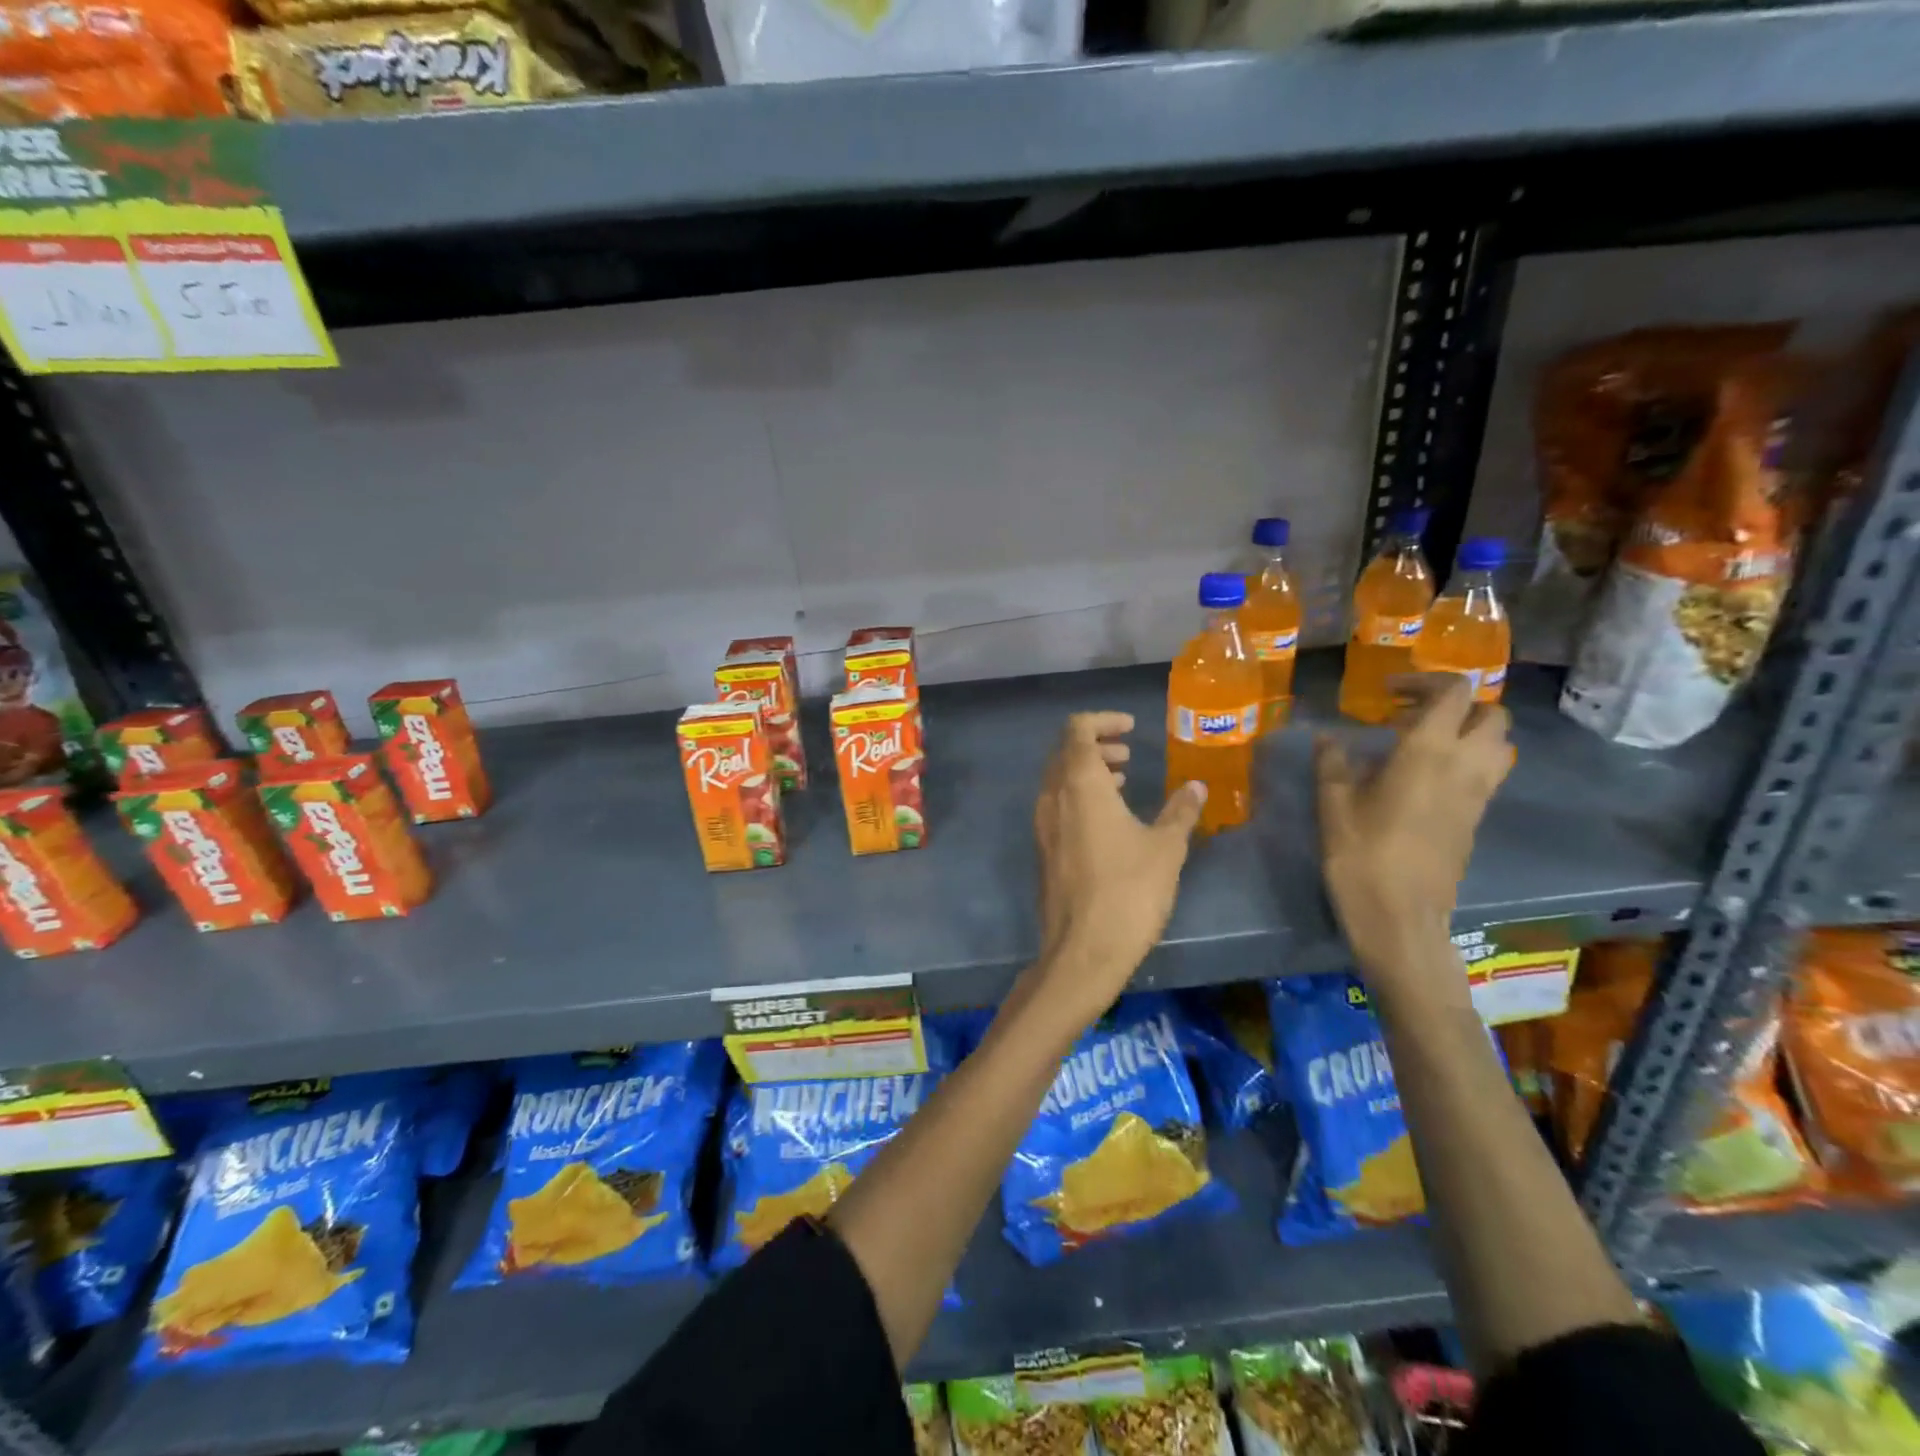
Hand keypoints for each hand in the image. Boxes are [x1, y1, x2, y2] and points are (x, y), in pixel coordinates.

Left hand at [1025, 712, 1206, 1031]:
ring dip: (1087, 772)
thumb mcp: (1165, 848)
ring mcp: (1043, 825)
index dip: (1102, 721)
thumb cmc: (1128, 891)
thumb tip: (1195, 786)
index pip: (1077, 729)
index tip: (1130, 728)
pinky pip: (1057, 806)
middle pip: (1064, 752)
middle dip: (1096, 745)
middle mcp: (1053, 797)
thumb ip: (1180, 811)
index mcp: (1079, 783)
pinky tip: (1109, 820)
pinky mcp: (1044, 850)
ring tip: (1123, 782)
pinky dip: (1079, 797)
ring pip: (1059, 780)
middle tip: (1128, 755)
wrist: (1083, 950)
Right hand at [1316, 675, 1513, 982]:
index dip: (1424, 681)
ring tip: (1422, 745)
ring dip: (1468, 733)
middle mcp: (1465, 765)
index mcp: (1429, 751)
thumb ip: (1333, 763)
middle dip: (1456, 705)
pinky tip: (1424, 778)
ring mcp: (1479, 795)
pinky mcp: (1477, 819)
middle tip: (1411, 716)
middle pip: (1491, 714)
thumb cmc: (1362, 855)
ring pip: (1498, 745)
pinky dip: (1466, 761)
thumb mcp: (1333, 805)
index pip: (1452, 692)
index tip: (1389, 692)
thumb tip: (1328, 738)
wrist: (1401, 917)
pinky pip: (1487, 773)